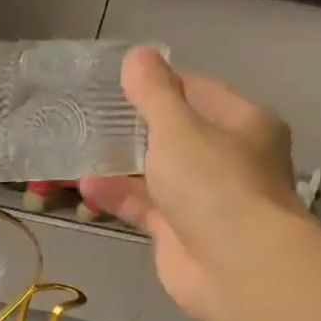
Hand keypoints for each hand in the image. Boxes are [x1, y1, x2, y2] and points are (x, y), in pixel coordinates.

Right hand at [80, 46, 303, 320]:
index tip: (118, 83)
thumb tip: (137, 55)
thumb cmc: (214, 183)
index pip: (198, 91)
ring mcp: (204, 199)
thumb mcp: (178, 128)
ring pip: (157, 174)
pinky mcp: (180, 232)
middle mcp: (228, 158)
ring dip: (120, 165)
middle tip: (91, 117)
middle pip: (176, 135)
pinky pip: (145, 207)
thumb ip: (153, 94)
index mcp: (242, 124)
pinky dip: (118, 197)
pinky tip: (85, 188)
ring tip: (78, 152)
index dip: (160, 84)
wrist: (235, 265)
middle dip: (135, 128)